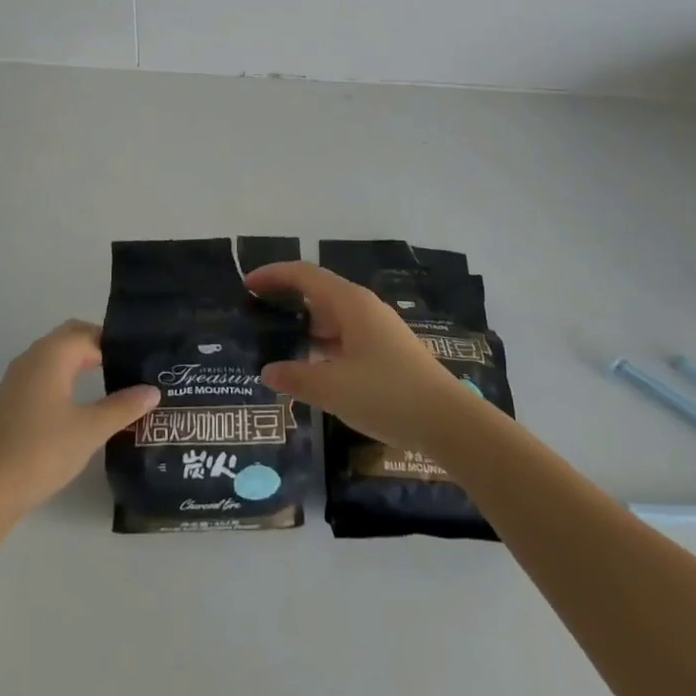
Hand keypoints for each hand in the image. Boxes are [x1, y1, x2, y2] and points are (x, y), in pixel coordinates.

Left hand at [0, 320, 158, 513]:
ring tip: (111, 382)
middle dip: (99, 347)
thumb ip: (123, 407)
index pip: (91, 334)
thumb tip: (153, 391)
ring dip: (81, 362)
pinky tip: (79, 404)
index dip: (117, 344)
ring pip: (56, 356)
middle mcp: (32, 356)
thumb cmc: (41, 451)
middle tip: (128, 367)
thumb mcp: (90, 429)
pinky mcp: (10, 400)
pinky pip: (44, 374)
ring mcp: (17, 378)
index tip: (141, 359)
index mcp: (52, 354)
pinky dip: (65, 377)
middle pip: (71, 338)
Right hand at [244, 261, 481, 452]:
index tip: (247, 284)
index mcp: (349, 303)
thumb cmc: (387, 395)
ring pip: (331, 315)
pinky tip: (310, 366)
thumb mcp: (333, 389)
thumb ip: (296, 377)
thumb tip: (268, 371)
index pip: (304, 274)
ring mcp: (376, 328)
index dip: (274, 275)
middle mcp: (362, 306)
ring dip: (303, 323)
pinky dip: (321, 342)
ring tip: (275, 340)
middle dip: (285, 297)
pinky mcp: (385, 349)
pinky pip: (343, 334)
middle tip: (255, 313)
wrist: (448, 420)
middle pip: (317, 290)